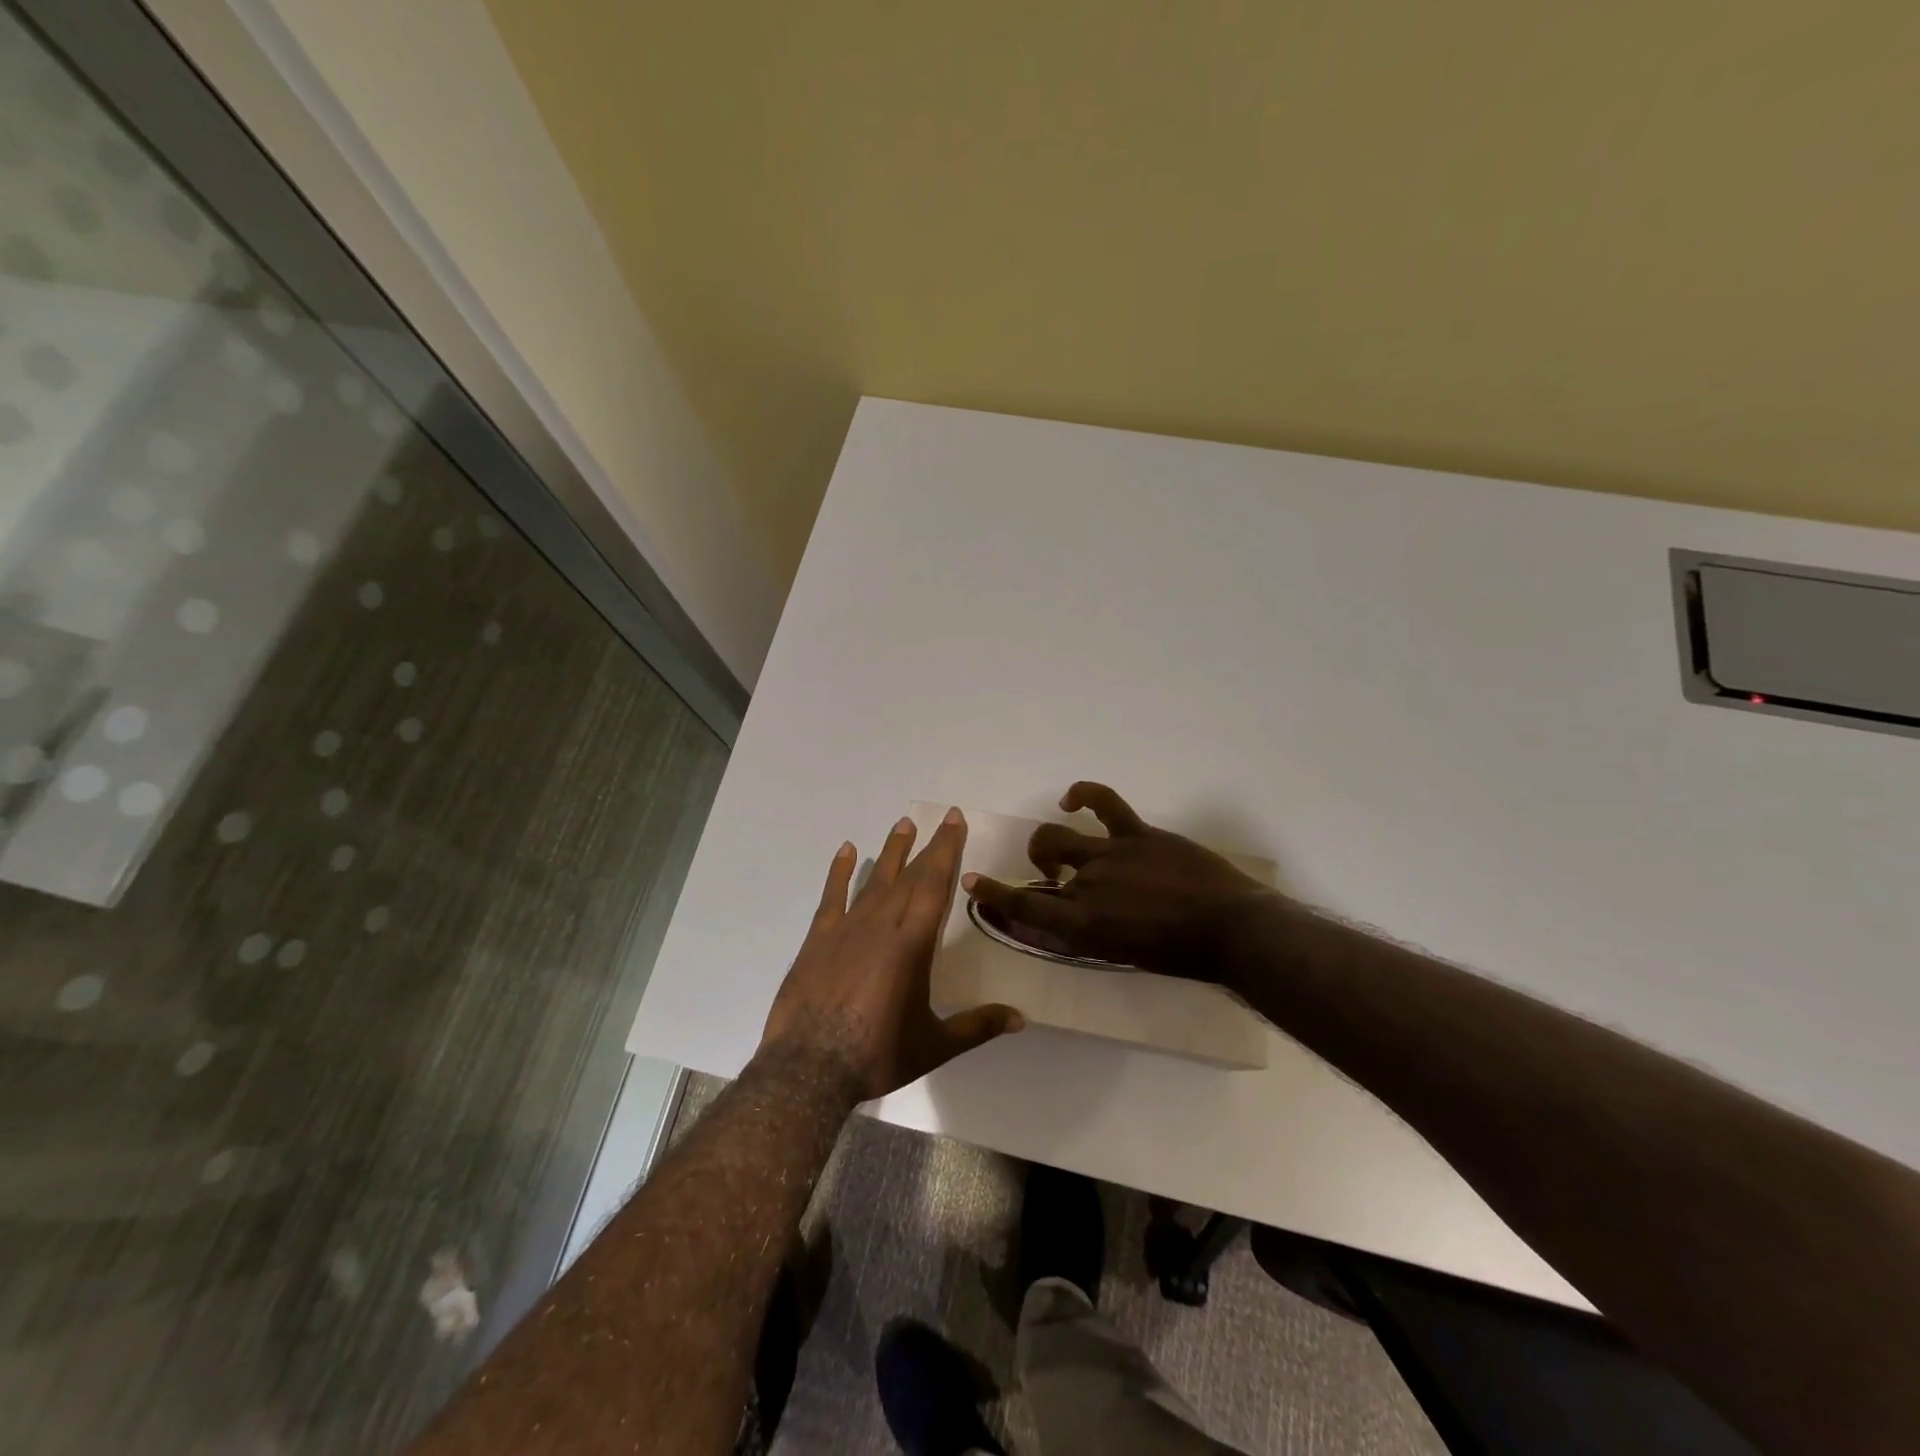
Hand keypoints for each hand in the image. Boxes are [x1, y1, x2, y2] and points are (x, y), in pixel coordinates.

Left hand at [759, 808, 1023, 1101]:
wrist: (809, 1068)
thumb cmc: (878, 1055)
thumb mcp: (935, 1045)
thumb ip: (978, 1026)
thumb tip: (1021, 1018)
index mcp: (912, 944)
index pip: (935, 885)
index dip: (947, 850)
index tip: (954, 821)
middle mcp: (882, 925)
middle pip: (910, 876)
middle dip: (929, 846)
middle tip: (941, 818)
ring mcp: (847, 928)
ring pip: (875, 880)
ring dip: (891, 851)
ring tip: (903, 823)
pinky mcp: (819, 939)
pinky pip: (833, 896)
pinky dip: (840, 871)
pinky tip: (848, 850)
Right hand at [963, 782, 1277, 982]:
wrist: (1232, 931)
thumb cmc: (1180, 956)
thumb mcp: (1123, 955)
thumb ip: (1088, 935)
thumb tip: (1064, 920)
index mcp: (1083, 924)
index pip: (1025, 906)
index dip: (994, 893)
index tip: (973, 882)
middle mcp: (1087, 885)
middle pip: (1041, 862)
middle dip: (1035, 865)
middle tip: (1051, 875)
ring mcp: (1111, 854)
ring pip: (1060, 835)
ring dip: (1051, 841)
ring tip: (1062, 850)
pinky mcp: (1137, 834)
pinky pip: (1103, 802)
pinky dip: (1083, 795)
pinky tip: (1072, 799)